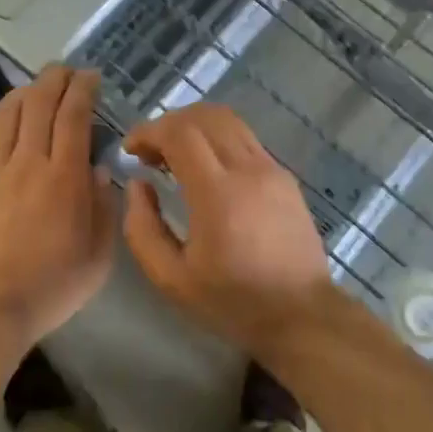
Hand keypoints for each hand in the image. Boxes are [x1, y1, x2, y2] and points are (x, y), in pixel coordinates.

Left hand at [0, 67, 115, 347]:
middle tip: (66, 71)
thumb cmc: (49, 287)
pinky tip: (4, 121)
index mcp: (63, 177)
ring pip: (7, 112)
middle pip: (39, 102)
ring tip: (36, 88)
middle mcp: (27, 162)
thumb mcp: (97, 257)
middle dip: (55, 78)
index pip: (73, 115)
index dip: (82, 88)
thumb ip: (103, 208)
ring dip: (25, 91)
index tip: (91, 77)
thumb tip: (97, 169)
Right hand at [121, 104, 331, 352]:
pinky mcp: (284, 175)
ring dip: (194, 126)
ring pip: (228, 120)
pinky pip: (245, 139)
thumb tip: (138, 184)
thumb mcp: (171, 279)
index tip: (131, 150)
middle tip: (150, 153)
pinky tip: (206, 169)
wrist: (302, 315)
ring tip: (175, 156)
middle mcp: (248, 170)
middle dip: (169, 124)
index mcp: (218, 195)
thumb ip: (142, 228)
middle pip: (204, 116)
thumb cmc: (232, 303)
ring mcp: (271, 169)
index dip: (149, 131)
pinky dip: (217, 139)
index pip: (180, 133)